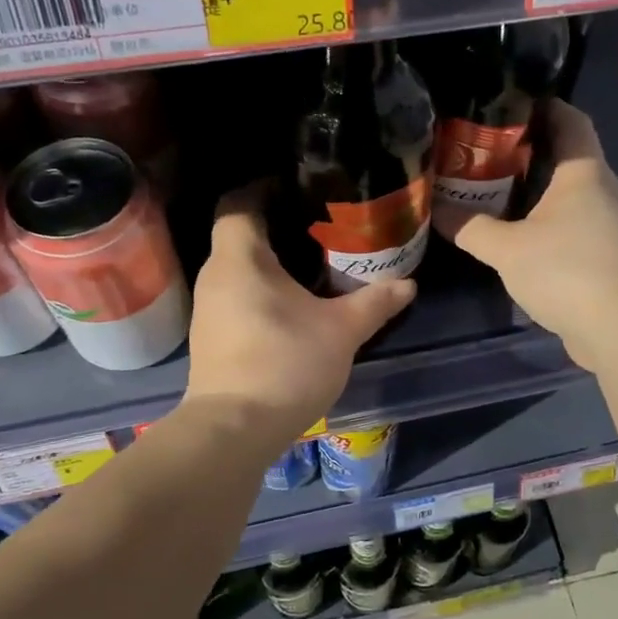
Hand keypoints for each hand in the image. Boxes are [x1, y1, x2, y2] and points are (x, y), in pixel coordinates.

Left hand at [185, 188, 414, 443]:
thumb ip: (375, 302)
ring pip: (238, 268)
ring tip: (312, 264)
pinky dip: (260, 290)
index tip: (300, 189)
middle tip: (320, 226)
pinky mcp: (211, 337)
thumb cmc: (285, 364)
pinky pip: (236, 295)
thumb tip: (408, 283)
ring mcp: (208, 308)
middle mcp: (216, 276)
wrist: (234, 430)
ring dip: (270, 263)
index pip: (238, 202)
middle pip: (239, 234)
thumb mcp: (341, 331)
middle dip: (277, 226)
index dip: (264, 188)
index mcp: (240, 258)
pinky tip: (292, 305)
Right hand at [436, 100, 617, 370]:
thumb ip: (469, 227)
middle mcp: (603, 189)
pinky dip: (548, 216)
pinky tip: (519, 229)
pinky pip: (574, 219)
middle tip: (485, 147)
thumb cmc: (565, 271)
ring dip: (537, 186)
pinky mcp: (607, 252)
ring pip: (570, 190)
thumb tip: (434, 209)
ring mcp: (609, 222)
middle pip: (568, 153)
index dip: (543, 105)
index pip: (570, 119)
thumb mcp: (506, 249)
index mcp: (584, 172)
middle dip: (529, 148)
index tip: (507, 103)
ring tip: (494, 185)